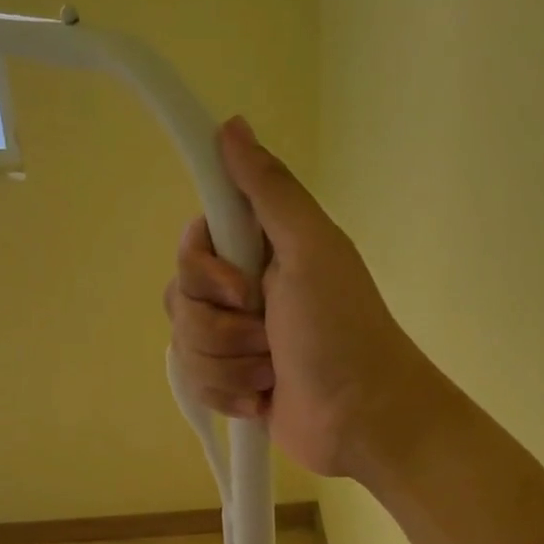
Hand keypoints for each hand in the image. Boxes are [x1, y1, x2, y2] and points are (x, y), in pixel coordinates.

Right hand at [165, 117, 440, 480]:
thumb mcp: (311, 248)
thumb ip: (269, 190)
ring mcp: (234, 340)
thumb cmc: (341, 328)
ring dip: (229, 363)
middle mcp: (242, 290)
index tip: (240, 285)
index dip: (204, 268)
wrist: (363, 418)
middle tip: (267, 331)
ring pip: (183, 343)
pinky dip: (229, 393)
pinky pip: (193, 381)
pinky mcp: (230, 382)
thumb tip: (232, 125)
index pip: (192, 243)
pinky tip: (261, 399)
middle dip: (220, 325)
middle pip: (179, 296)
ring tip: (271, 372)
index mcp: (260, 251)